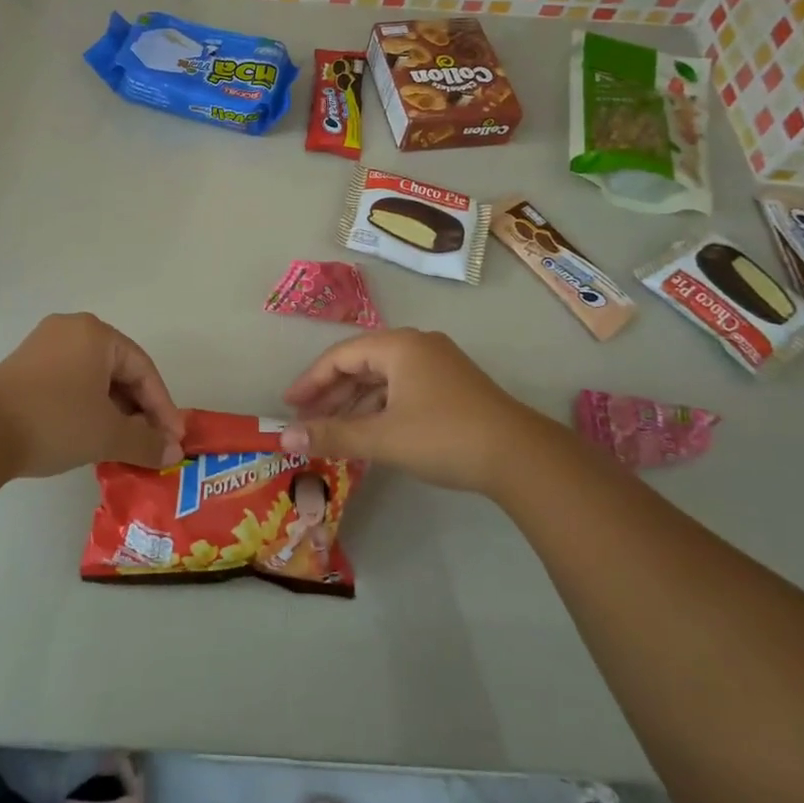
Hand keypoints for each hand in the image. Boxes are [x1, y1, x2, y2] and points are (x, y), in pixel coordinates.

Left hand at [0, 313, 184, 477]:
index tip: (174, 440)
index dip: (163, 407)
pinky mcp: (23, 367)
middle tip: (151, 443)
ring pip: (93, 378)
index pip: (143, 369)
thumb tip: (172, 453)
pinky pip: (69, 382)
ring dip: (113, 411)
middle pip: (119, 370)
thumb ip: (146, 441)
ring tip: (123, 444)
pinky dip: (87, 407)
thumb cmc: (55, 421)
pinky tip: (90, 435)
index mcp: (96, 333)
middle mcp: (71, 329)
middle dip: (138, 410)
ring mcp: (43, 346)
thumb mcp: (107, 434)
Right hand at [279, 328, 551, 493]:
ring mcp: (439, 364)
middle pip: (361, 364)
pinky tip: (370, 434)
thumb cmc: (443, 437)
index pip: (340, 356)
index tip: (289, 406)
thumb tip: (284, 438)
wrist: (520, 457)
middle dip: (331, 394)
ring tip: (333, 432)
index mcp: (398, 345)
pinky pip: (402, 389)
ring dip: (355, 404)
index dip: (310, 381)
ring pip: (383, 379)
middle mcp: (417, 346)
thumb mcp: (382, 437)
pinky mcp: (452, 386)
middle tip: (306, 420)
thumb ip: (331, 435)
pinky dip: (380, 409)